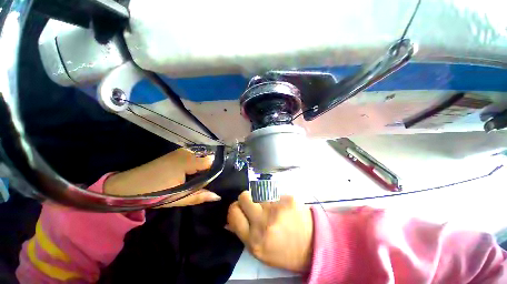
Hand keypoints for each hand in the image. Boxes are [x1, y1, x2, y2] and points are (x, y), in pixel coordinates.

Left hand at [104, 148, 220, 206]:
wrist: (126, 186)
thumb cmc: (152, 193)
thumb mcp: (178, 197)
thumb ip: (199, 196)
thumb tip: (217, 196)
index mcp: (187, 161)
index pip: (211, 161)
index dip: (213, 172)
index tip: (212, 182)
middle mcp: (186, 152)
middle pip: (207, 158)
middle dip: (209, 170)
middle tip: (206, 183)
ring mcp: (181, 151)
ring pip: (201, 157)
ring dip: (202, 168)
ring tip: (198, 179)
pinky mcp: (177, 153)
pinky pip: (194, 156)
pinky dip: (196, 165)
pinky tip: (191, 174)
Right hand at [226, 191, 313, 272]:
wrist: (313, 245)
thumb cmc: (283, 251)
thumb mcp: (260, 251)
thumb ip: (243, 233)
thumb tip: (230, 219)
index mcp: (254, 240)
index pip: (233, 212)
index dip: (235, 208)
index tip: (240, 209)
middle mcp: (263, 223)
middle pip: (244, 196)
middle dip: (246, 199)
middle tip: (254, 205)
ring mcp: (277, 209)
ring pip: (259, 193)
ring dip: (262, 200)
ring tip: (272, 209)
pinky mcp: (288, 199)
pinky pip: (274, 193)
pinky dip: (276, 199)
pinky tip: (284, 208)